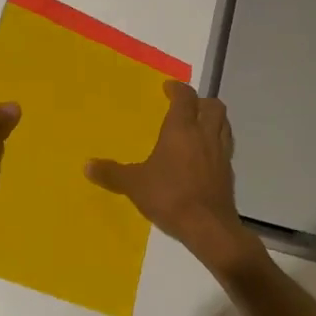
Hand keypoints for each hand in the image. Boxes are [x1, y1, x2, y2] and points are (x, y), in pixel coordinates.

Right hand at [86, 82, 262, 275]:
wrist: (208, 227)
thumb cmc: (170, 196)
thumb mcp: (134, 184)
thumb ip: (111, 173)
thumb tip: (87, 165)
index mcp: (182, 129)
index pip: (185, 97)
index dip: (177, 89)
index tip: (168, 88)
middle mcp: (205, 135)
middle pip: (213, 106)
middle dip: (200, 102)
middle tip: (185, 108)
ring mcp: (221, 154)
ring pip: (224, 125)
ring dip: (212, 121)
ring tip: (196, 129)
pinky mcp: (229, 174)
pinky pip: (225, 148)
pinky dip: (216, 145)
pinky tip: (203, 159)